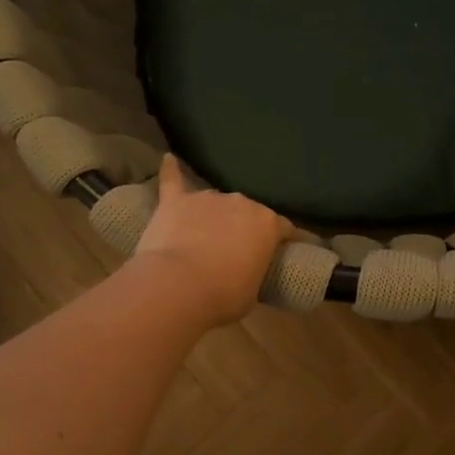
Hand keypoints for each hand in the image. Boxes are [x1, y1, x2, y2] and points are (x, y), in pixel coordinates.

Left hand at [133, 154, 293, 328]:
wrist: (178, 286)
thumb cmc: (223, 296)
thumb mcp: (252, 293)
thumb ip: (253, 274)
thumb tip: (245, 273)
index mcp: (268, 224)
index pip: (285, 228)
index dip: (286, 239)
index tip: (286, 248)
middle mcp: (241, 203)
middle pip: (248, 212)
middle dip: (244, 228)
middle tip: (236, 250)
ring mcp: (207, 199)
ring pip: (216, 203)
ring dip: (214, 216)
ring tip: (204, 235)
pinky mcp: (175, 201)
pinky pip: (173, 180)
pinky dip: (171, 170)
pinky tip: (168, 159)